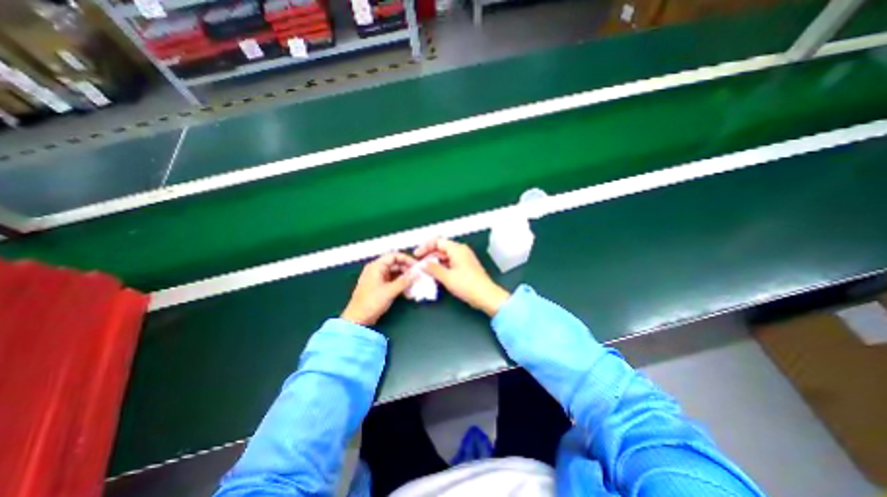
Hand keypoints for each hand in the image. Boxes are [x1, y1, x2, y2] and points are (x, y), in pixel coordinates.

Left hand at [342, 257, 420, 325]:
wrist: (357, 319)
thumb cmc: (371, 302)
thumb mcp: (389, 291)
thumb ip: (404, 281)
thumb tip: (416, 274)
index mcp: (376, 267)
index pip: (394, 256)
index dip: (406, 259)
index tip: (416, 266)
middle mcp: (377, 270)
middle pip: (396, 264)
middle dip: (407, 270)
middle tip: (418, 276)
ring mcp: (378, 279)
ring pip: (396, 274)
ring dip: (405, 278)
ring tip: (414, 285)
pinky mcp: (380, 287)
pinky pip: (393, 281)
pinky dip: (401, 285)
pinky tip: (408, 292)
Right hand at [412, 238, 508, 316]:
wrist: (486, 296)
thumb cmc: (469, 285)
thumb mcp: (447, 277)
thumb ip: (433, 269)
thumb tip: (423, 264)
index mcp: (457, 249)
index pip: (437, 241)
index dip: (425, 247)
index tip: (417, 255)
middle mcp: (461, 251)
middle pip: (441, 248)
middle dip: (429, 255)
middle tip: (419, 263)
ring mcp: (464, 259)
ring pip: (445, 256)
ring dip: (435, 262)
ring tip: (425, 270)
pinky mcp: (465, 267)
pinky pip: (450, 262)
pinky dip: (442, 266)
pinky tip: (436, 274)